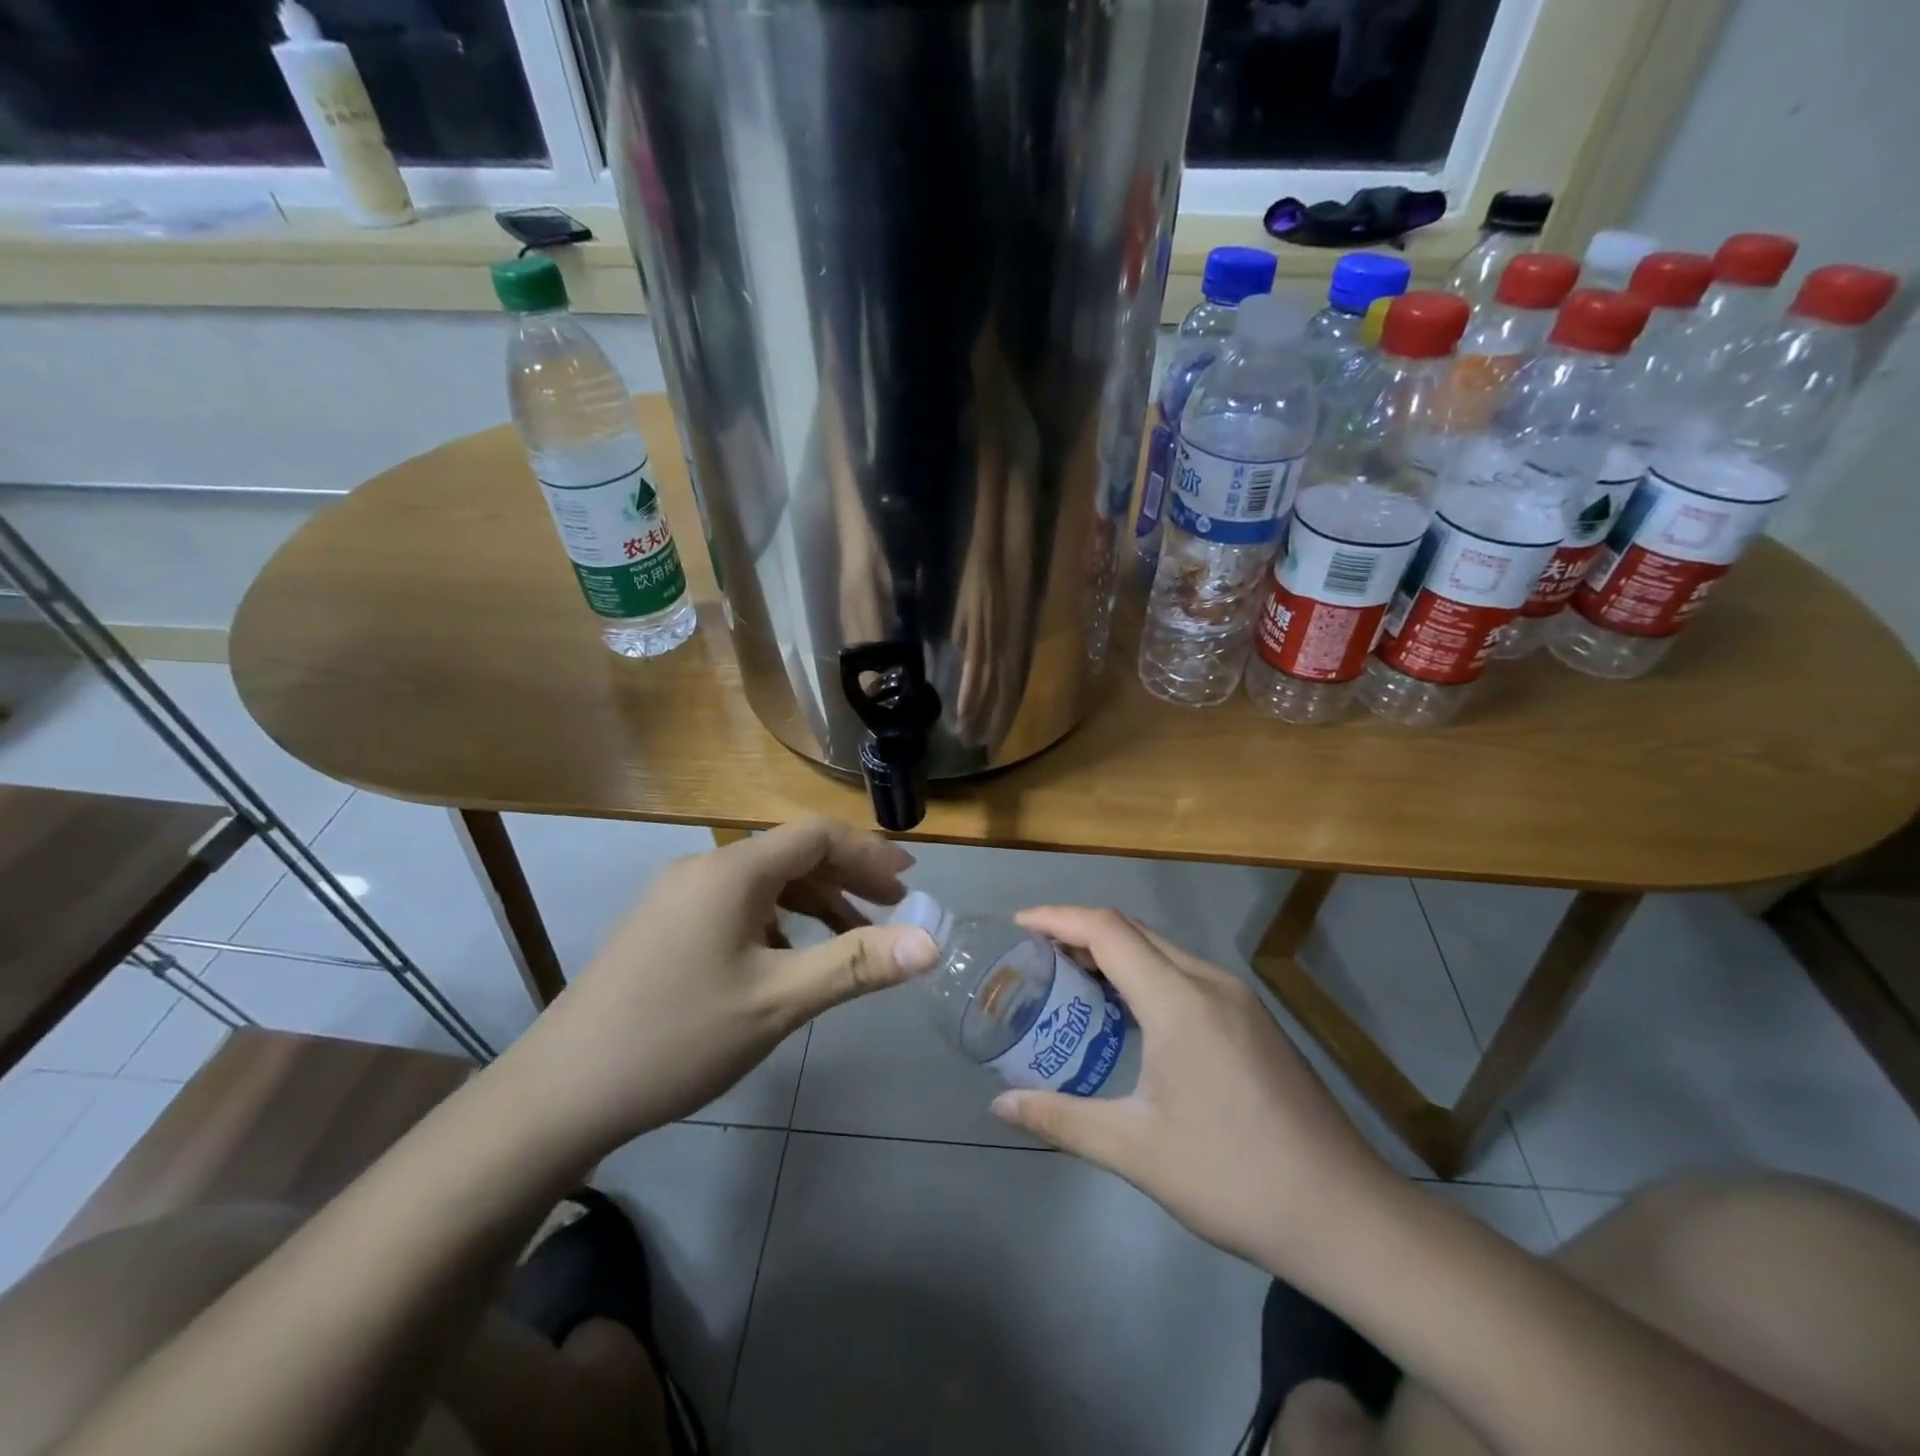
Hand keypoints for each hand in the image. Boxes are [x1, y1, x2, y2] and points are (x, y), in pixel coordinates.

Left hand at [504, 818, 939, 1155]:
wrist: (560, 1093)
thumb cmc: (678, 1037)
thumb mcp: (778, 1001)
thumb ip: (856, 964)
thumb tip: (931, 941)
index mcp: (732, 870)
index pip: (816, 835)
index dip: (868, 852)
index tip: (908, 881)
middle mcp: (703, 868)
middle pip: (791, 854)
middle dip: (846, 877)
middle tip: (890, 909)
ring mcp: (676, 896)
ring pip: (763, 882)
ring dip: (813, 901)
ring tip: (849, 938)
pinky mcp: (661, 926)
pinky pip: (736, 905)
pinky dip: (777, 920)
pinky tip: (787, 959)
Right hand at [989, 907, 1392, 1276]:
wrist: (1344, 1214)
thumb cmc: (1231, 1177)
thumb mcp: (1135, 1151)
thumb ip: (1061, 1119)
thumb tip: (1000, 1105)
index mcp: (1179, 1000)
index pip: (1106, 930)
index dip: (1057, 918)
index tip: (1017, 925)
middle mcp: (1210, 982)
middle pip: (1133, 931)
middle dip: (1079, 932)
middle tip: (1035, 956)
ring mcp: (1238, 999)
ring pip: (1162, 950)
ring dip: (1114, 953)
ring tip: (1071, 979)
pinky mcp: (1254, 1019)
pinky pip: (1185, 973)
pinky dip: (1144, 974)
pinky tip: (1128, 1013)